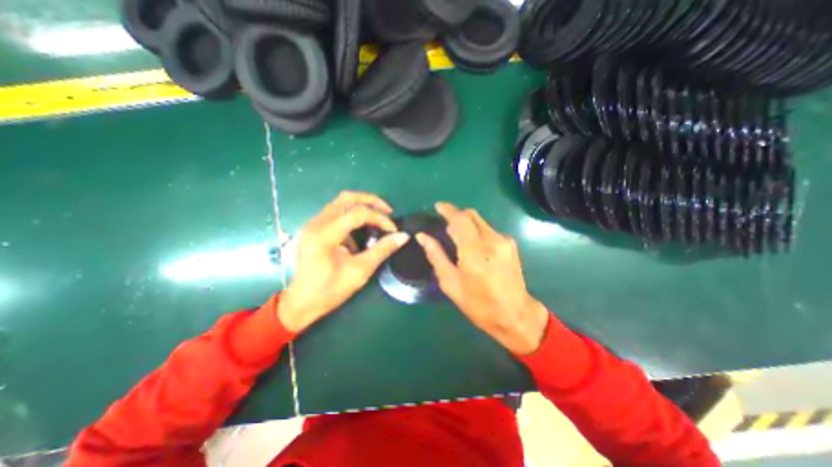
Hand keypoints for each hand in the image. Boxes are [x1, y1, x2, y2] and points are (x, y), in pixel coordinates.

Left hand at [278, 191, 407, 333]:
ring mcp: (312, 224)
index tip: (393, 230)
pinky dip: (351, 216)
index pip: (358, 213)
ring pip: (340, 203)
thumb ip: (382, 250)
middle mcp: (316, 223)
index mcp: (325, 234)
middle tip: (387, 210)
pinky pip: (335, 213)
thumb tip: (403, 236)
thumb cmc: (330, 290)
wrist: (301, 303)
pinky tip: (359, 232)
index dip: (380, 218)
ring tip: (377, 218)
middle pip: (346, 198)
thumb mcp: (360, 271)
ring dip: (361, 207)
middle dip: (370, 201)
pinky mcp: (313, 229)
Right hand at [419, 200, 550, 353]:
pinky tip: (475, 248)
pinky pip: (489, 230)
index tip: (437, 207)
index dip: (447, 210)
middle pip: (471, 215)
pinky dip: (478, 232)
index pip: (459, 219)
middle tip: (445, 227)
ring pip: (481, 221)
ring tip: (459, 240)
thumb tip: (422, 237)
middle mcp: (492, 240)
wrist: (516, 315)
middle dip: (457, 216)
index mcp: (474, 251)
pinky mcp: (511, 244)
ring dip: (467, 224)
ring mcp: (504, 241)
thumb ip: (436, 256)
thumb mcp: (451, 283)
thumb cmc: (479, 304)